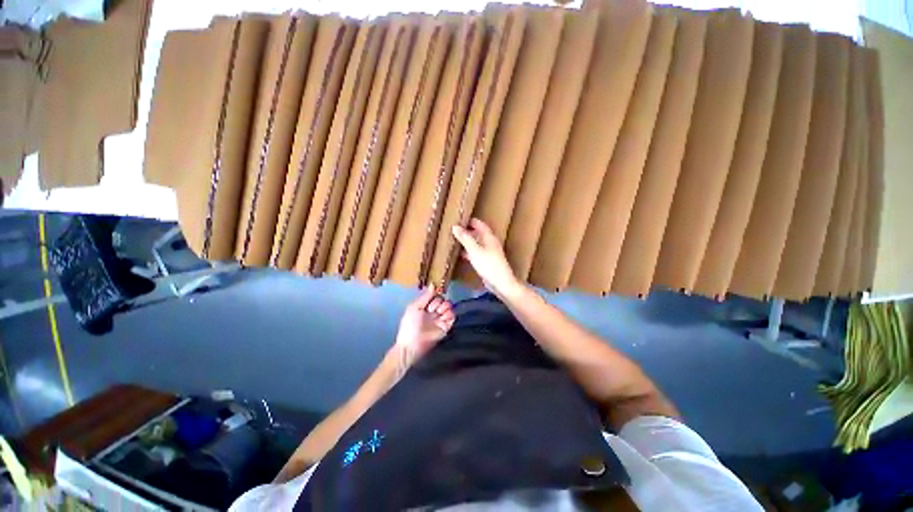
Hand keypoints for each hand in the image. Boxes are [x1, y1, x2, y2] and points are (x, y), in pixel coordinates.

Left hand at [395, 287, 454, 360]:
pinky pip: (453, 317)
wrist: (412, 345)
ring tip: (438, 313)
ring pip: (449, 307)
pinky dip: (450, 314)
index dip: (435, 295)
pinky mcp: (446, 327)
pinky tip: (443, 317)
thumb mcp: (414, 307)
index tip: (432, 297)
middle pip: (443, 300)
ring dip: (445, 307)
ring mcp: (440, 319)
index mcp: (425, 306)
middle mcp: (434, 312)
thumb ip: (425, 296)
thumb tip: (433, 284)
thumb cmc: (409, 325)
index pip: (435, 296)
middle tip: (432, 309)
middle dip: (439, 302)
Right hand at [451, 218, 520, 297]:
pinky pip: (475, 253)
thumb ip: (465, 238)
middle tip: (453, 229)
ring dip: (466, 242)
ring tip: (454, 240)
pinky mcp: (486, 261)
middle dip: (466, 231)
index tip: (458, 218)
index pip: (479, 224)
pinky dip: (468, 251)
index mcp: (489, 237)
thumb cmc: (489, 264)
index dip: (469, 221)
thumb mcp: (475, 250)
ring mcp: (488, 252)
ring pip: (476, 243)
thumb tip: (455, 226)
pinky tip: (459, 254)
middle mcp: (489, 242)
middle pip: (477, 233)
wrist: (500, 283)